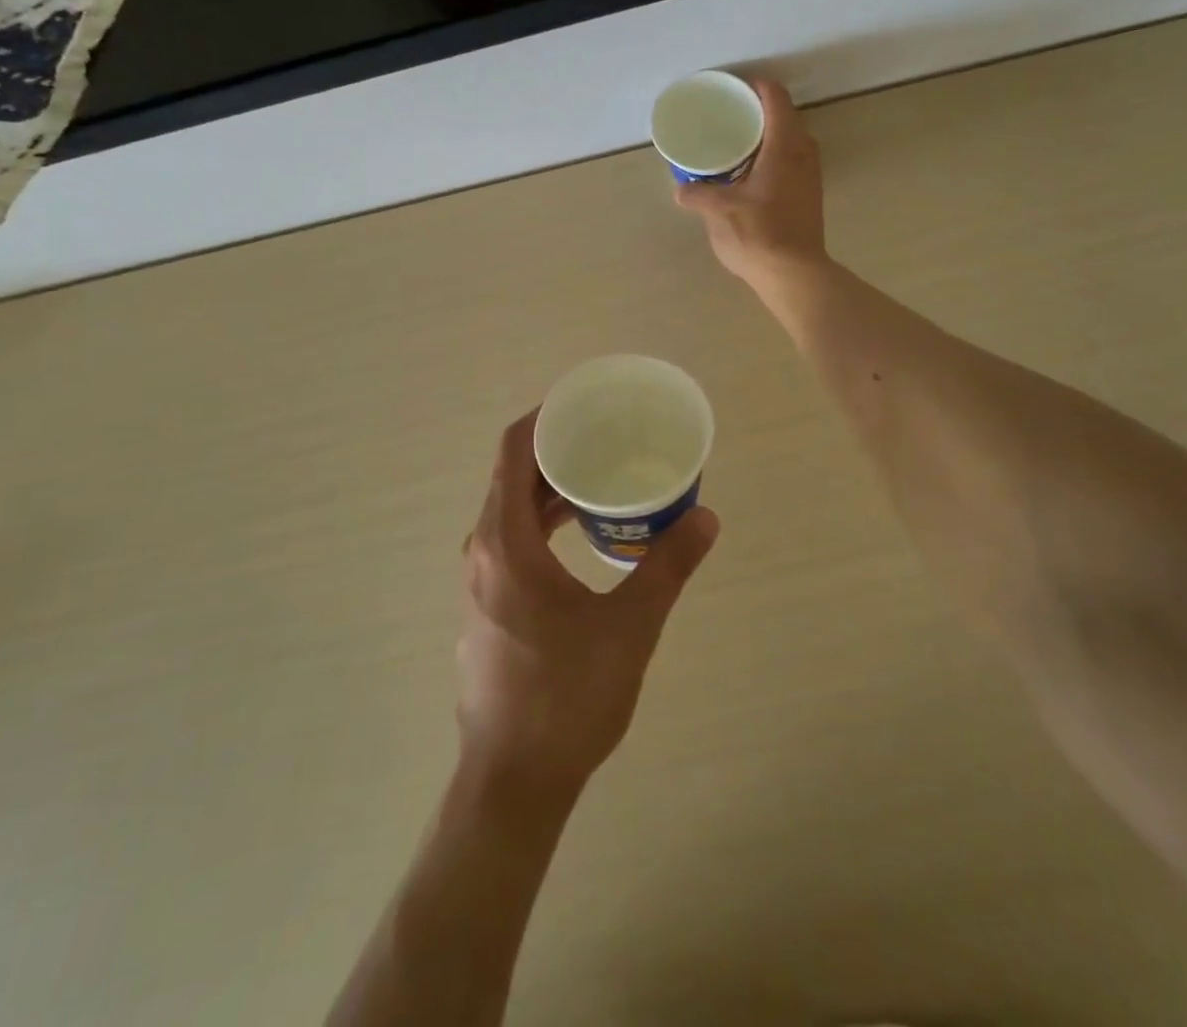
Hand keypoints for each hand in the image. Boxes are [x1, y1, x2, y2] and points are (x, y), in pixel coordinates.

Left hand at [458, 413, 719, 796]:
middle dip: (559, 452)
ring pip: (512, 512)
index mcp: (506, 542)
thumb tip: (706, 517)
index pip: (515, 451)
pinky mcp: (488, 608)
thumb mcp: (629, 627)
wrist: (514, 782)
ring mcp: (480, 582)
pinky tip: (584, 535)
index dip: (546, 417)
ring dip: (553, 490)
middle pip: (514, 477)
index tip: (585, 404)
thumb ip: (669, 567)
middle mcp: (483, 552)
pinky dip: (544, 523)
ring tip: (603, 478)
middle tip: (608, 438)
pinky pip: (512, 541)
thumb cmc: (566, 697)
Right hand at [674, 78, 826, 294]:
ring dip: (765, 140)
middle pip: (783, 117)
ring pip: (789, 142)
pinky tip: (749, 177)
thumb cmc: (758, 233)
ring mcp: (811, 175)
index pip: (775, 97)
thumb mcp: (718, 211)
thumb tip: (682, 190)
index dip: (754, 88)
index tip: (731, 92)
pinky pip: (790, 163)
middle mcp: (804, 152)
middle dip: (756, 114)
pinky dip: (771, 160)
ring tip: (734, 148)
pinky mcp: (810, 196)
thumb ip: (698, 194)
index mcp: (784, 145)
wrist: (794, 274)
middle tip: (727, 119)